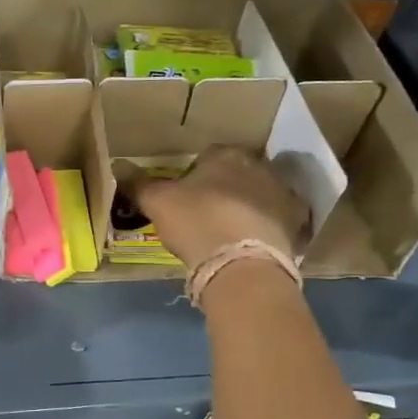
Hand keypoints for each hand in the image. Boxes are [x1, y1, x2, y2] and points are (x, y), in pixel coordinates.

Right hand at [132, 146, 310, 267]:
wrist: (241, 263)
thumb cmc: (196, 222)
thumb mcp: (157, 203)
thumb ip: (139, 184)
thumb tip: (118, 166)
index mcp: (225, 155)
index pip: (208, 156)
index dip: (194, 177)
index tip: (185, 198)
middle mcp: (259, 165)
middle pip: (238, 173)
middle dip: (226, 188)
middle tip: (207, 214)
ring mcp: (283, 192)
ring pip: (262, 194)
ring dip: (250, 205)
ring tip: (231, 231)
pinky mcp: (298, 221)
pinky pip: (281, 218)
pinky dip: (270, 226)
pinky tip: (255, 242)